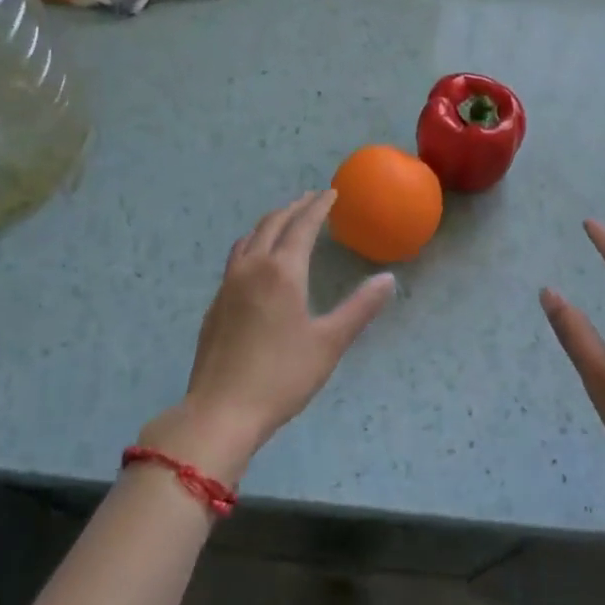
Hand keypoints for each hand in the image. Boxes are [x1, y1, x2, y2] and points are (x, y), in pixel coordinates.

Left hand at [142, 191, 396, 484]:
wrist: (220, 412)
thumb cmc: (282, 377)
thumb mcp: (330, 343)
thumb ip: (360, 308)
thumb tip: (388, 279)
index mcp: (282, 271)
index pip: (303, 226)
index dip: (318, 207)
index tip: (331, 193)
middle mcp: (252, 268)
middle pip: (273, 224)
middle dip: (294, 207)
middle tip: (312, 198)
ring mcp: (228, 285)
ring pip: (250, 238)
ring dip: (270, 222)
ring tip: (285, 219)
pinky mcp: (216, 304)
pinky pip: (236, 257)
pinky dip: (253, 242)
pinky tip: (257, 259)